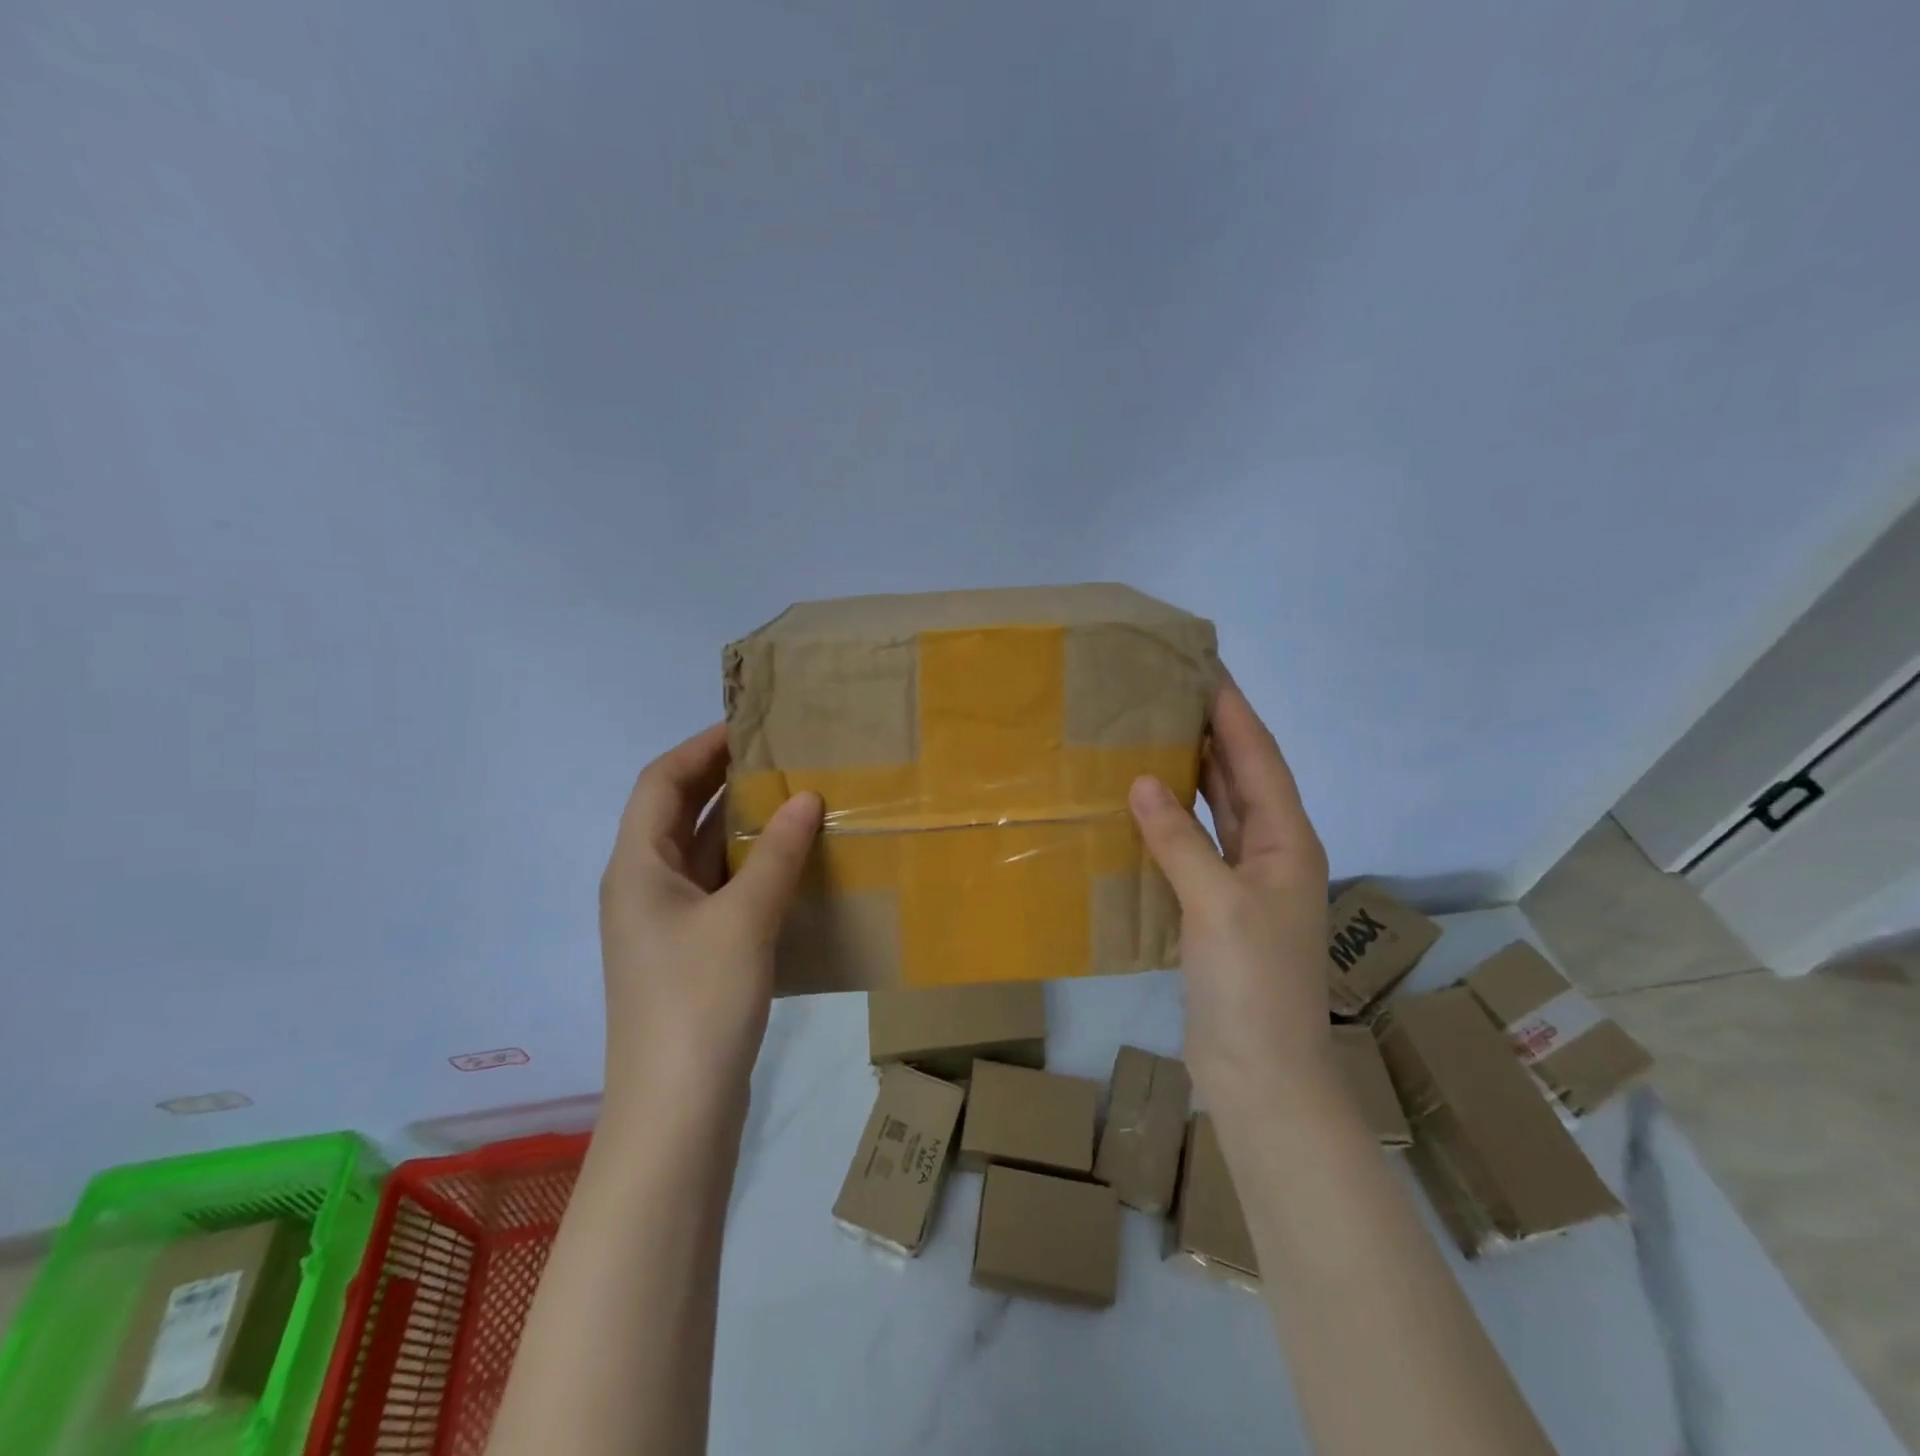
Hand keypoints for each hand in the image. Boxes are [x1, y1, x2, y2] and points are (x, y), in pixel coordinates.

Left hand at [599, 724, 822, 1111]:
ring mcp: (667, 923)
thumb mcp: (745, 918)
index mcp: (637, 867)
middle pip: (679, 814)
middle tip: (783, 757)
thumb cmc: (699, 1001)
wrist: (676, 1111)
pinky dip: (752, 868)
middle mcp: (644, 886)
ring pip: (704, 854)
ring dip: (744, 825)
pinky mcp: (691, 953)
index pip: (660, 782)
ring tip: (798, 799)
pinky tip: (794, 864)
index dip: (701, 747)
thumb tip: (806, 797)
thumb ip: (776, 853)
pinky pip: (721, 890)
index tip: (751, 726)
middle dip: (725, 780)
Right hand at [1129, 675, 1333, 1106]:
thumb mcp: (1217, 905)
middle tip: (1170, 692)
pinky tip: (1142, 808)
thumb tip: (1142, 781)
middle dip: (1213, 733)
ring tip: (1153, 735)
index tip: (1205, 669)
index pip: (1259, 760)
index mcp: (1288, 843)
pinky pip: (1194, 847)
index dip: (1233, 713)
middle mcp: (1271, 854)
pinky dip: (1172, 822)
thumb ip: (1180, 841)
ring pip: (1218, 812)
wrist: (1260, 1073)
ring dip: (1192, 774)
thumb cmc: (1252, 984)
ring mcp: (1244, 883)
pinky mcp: (1216, 908)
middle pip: (1242, 779)